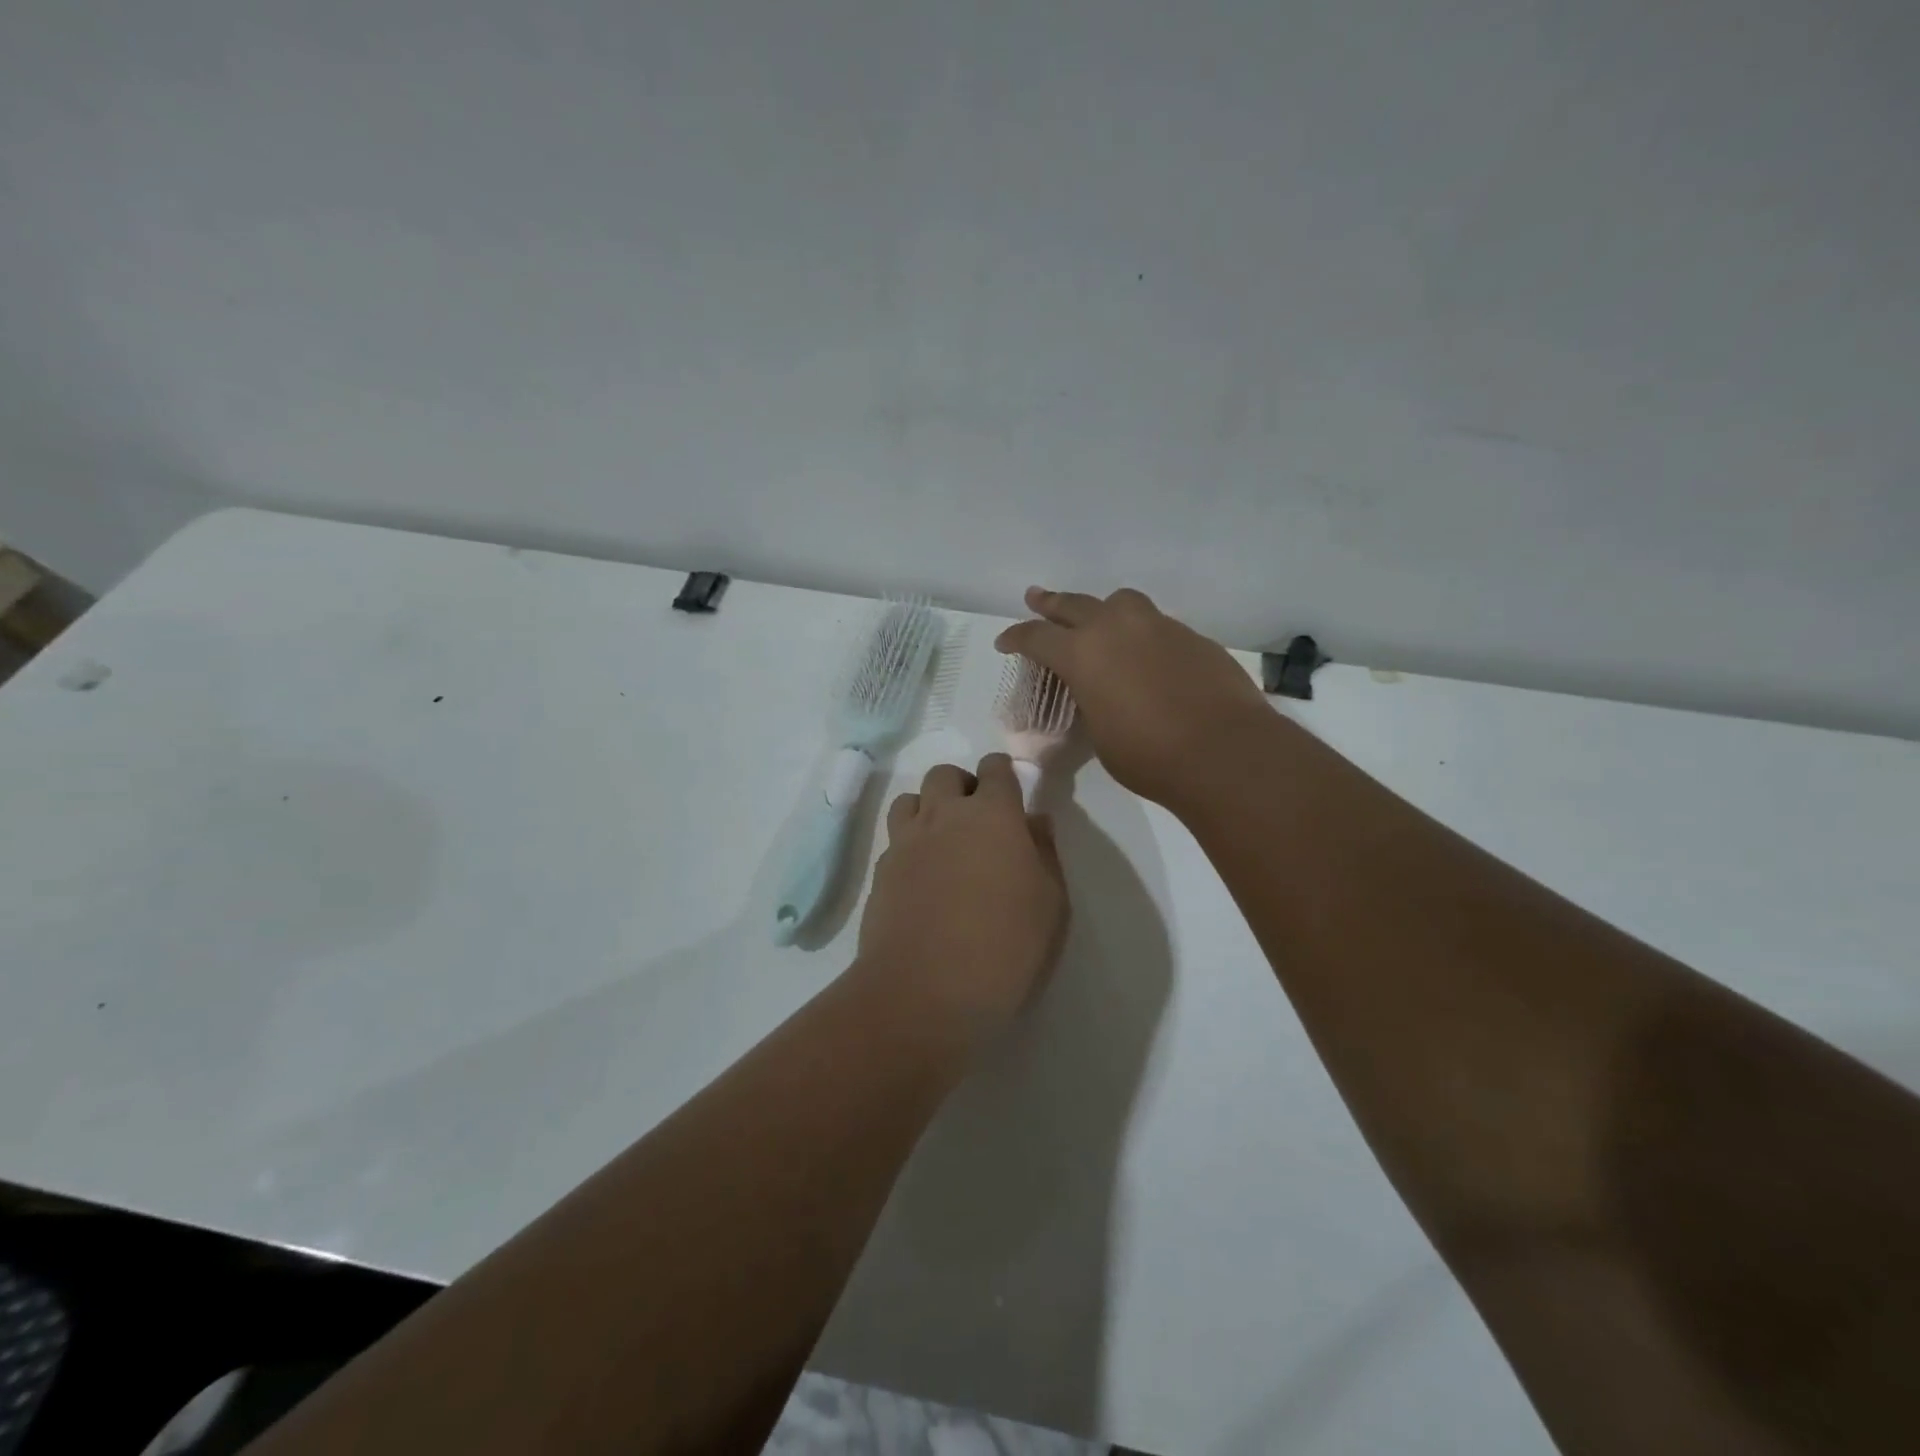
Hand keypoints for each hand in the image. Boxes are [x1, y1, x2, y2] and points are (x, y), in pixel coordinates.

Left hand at [854, 753, 1068, 1036]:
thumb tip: (1035, 820)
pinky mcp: (881, 872)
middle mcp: (944, 816)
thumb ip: (1045, 853)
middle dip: (963, 786)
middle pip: (945, 775)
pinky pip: (895, 838)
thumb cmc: (1004, 948)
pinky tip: (922, 877)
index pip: (995, 769)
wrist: (924, 992)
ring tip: (944, 842)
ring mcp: (906, 842)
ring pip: (911, 799)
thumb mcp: (1051, 904)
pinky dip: (910, 844)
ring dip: (929, 808)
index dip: (1003, 773)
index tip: (1011, 792)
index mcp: (992, 815)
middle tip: (979, 821)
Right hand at [995, 586, 1272, 807]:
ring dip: (1103, 610)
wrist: (1223, 751)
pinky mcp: (1192, 637)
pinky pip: (1156, 625)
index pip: (1037, 637)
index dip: (1016, 638)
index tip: (1005, 642)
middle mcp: (1116, 628)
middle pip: (1074, 604)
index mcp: (1083, 654)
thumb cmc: (1148, 755)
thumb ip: (1092, 703)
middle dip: (1050, 603)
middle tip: (1035, 598)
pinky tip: (1147, 656)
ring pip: (1121, 603)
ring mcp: (1158, 627)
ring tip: (1099, 620)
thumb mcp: (1100, 734)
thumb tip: (1098, 694)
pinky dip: (1142, 634)